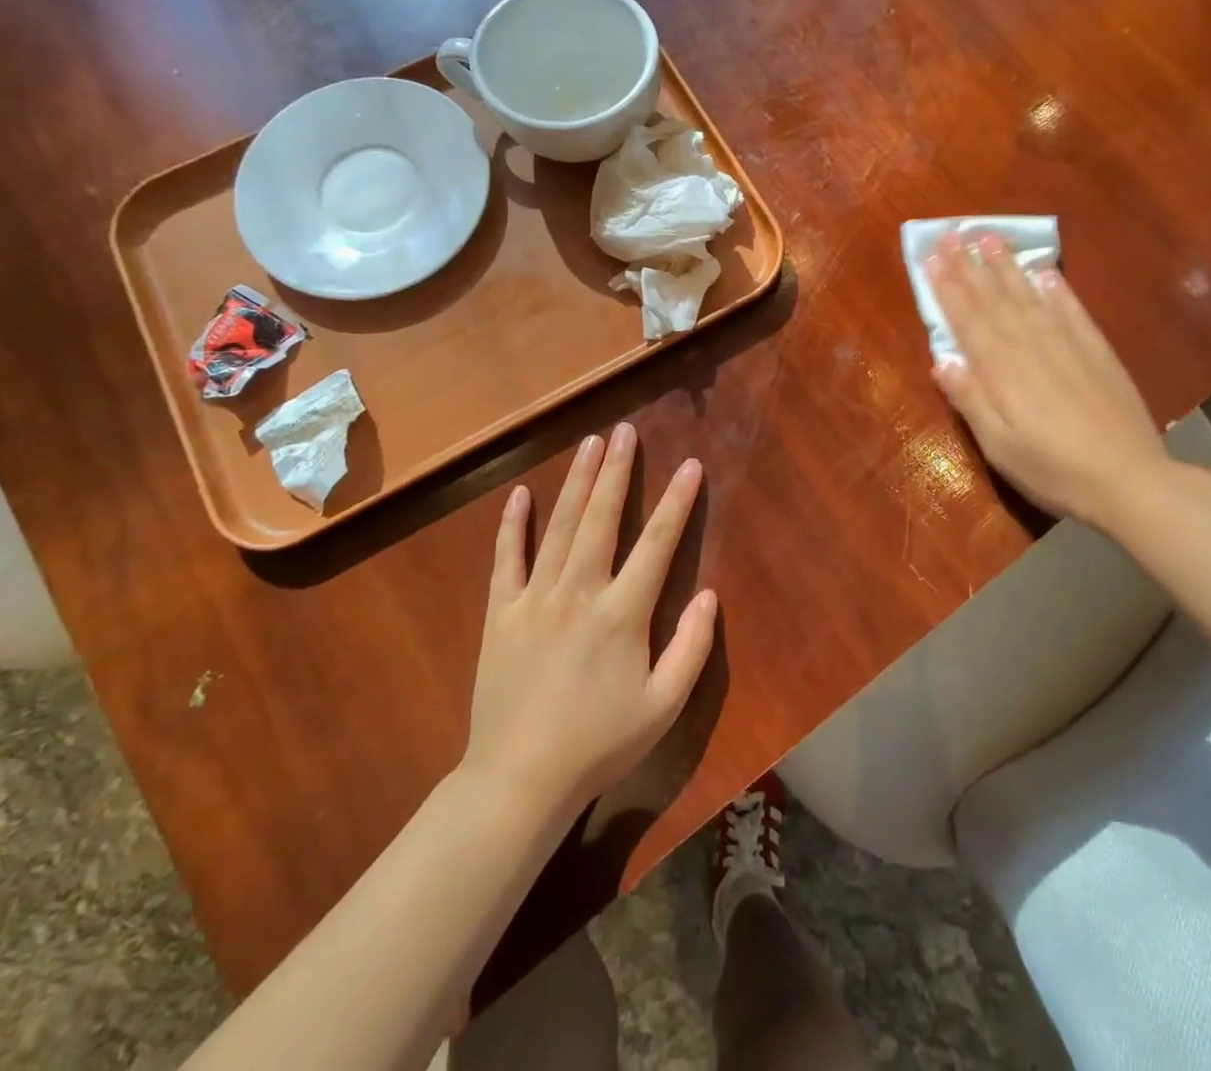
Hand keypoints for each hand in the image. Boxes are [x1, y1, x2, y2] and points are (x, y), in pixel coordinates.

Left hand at [462, 423, 716, 817]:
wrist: (519, 780)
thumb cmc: (599, 743)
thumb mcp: (663, 706)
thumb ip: (692, 647)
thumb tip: (710, 594)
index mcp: (622, 613)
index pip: (657, 543)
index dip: (677, 502)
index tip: (690, 465)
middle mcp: (579, 592)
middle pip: (601, 518)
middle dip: (616, 471)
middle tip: (624, 431)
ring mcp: (535, 598)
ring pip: (559, 527)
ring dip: (576, 481)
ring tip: (588, 443)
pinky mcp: (501, 613)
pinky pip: (506, 559)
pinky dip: (513, 525)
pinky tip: (520, 494)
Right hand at [926, 231, 1171, 523]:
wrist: (1130, 481)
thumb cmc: (1054, 470)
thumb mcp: (1000, 447)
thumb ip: (971, 401)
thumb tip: (940, 361)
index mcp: (1003, 372)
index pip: (968, 321)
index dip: (948, 288)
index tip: (932, 257)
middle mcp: (1032, 348)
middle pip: (995, 301)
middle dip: (970, 266)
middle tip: (952, 234)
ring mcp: (1068, 347)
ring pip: (1030, 298)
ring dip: (1007, 267)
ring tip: (989, 238)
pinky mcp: (1098, 353)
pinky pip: (1072, 311)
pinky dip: (1056, 290)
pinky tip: (1044, 272)